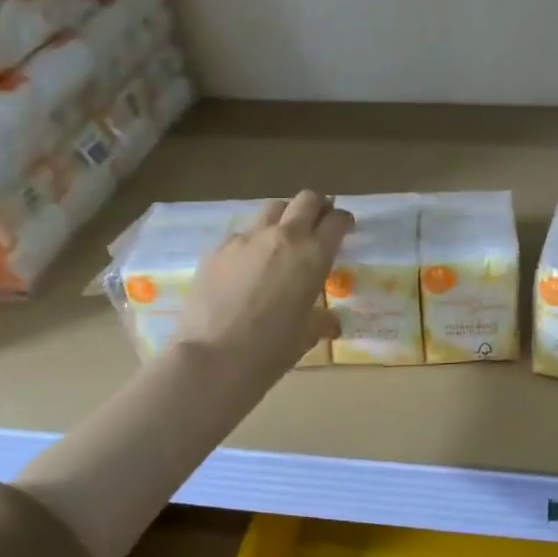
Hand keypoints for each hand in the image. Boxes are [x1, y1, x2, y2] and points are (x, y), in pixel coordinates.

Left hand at [174, 192, 352, 386]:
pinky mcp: (218, 248)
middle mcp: (283, 237)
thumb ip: (321, 320)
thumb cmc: (271, 350)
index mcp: (314, 255)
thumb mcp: (307, 335)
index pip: (336, 220)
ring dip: (284, 218)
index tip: (343, 229)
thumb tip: (329, 321)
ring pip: (272, 209)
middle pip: (306, 199)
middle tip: (316, 225)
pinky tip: (246, 268)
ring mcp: (246, 239)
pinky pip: (242, 234)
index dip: (343, 221)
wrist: (214, 357)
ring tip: (281, 241)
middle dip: (316, 207)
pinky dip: (252, 243)